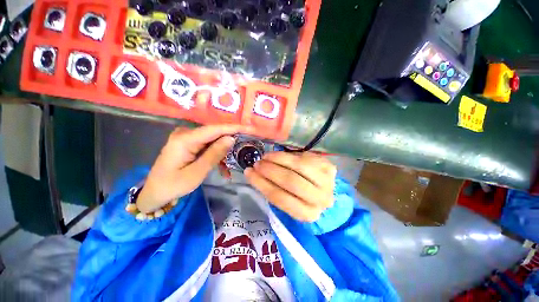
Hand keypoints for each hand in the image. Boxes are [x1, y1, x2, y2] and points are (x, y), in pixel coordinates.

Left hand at [136, 124, 252, 213]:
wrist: (154, 191)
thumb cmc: (173, 185)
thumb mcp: (197, 172)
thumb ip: (214, 154)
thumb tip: (231, 138)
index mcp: (185, 139)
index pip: (215, 129)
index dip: (234, 128)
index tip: (250, 128)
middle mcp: (186, 133)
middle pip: (215, 132)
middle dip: (232, 137)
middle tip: (248, 142)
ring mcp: (187, 137)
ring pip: (214, 139)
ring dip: (225, 150)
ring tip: (234, 161)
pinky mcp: (189, 143)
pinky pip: (208, 145)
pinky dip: (217, 154)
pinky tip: (222, 167)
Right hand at [244, 152, 336, 221]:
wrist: (324, 190)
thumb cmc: (302, 198)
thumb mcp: (288, 200)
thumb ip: (273, 190)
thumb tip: (253, 174)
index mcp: (307, 214)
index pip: (280, 198)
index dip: (262, 184)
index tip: (249, 173)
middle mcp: (320, 199)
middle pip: (290, 181)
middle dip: (270, 170)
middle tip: (257, 163)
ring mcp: (327, 180)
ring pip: (298, 166)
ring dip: (277, 159)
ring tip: (266, 157)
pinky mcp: (328, 166)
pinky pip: (303, 157)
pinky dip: (287, 155)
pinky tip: (278, 155)